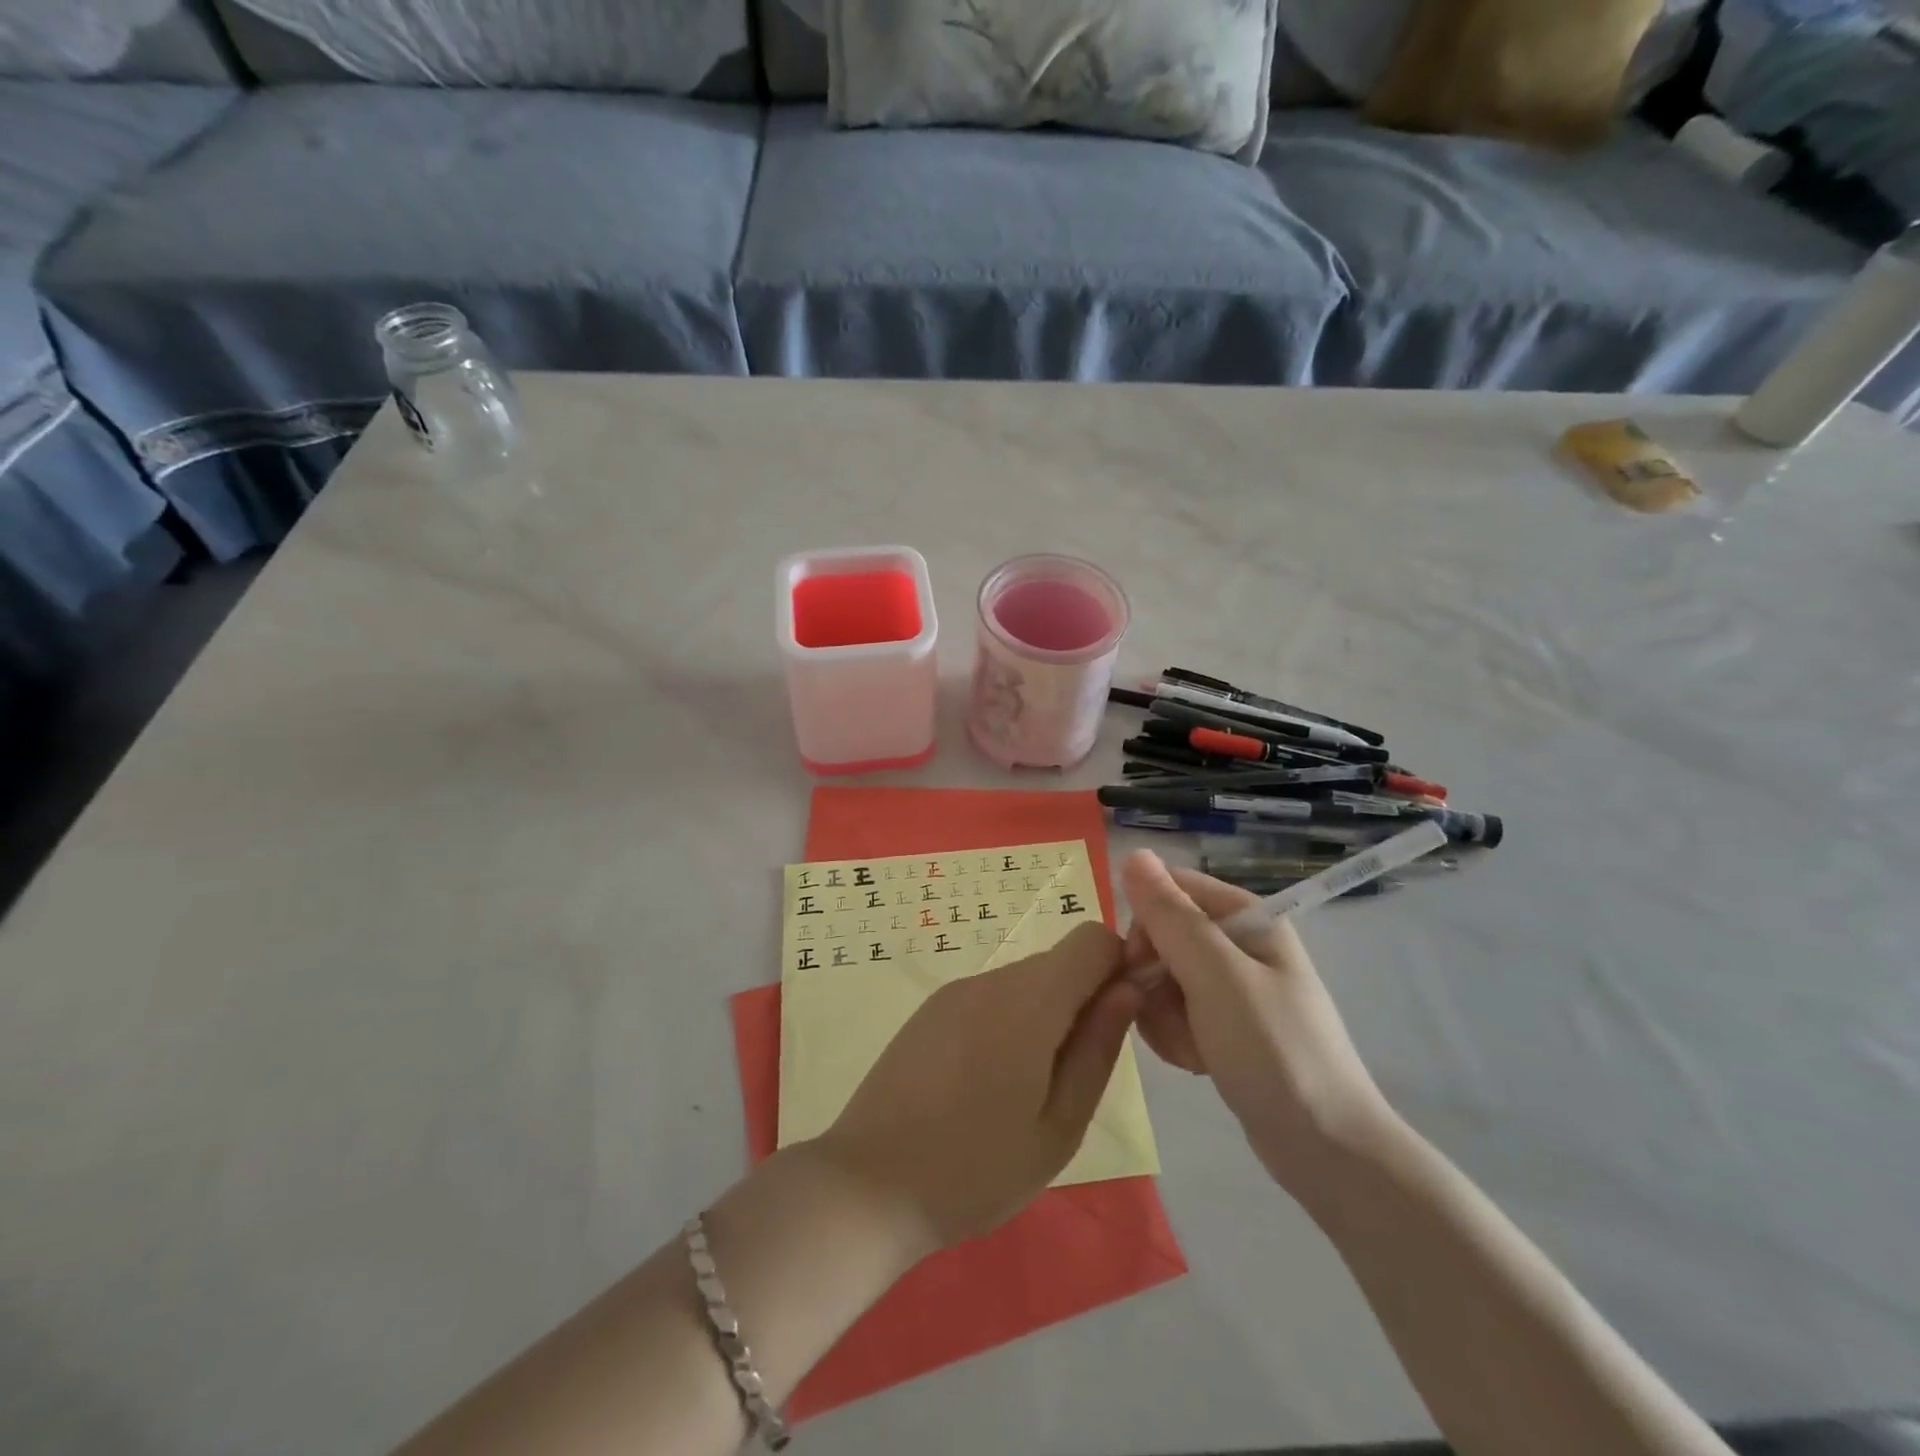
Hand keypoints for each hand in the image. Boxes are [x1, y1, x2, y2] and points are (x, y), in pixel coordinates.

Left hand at [816, 922, 1141, 1249]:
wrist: (868, 1186)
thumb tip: (1127, 988)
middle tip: (1069, 1079)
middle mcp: (990, 979)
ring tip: (1023, 1091)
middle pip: (1058, 963)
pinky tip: (985, 1084)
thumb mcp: (1059, 1126)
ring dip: (1042, 1018)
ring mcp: (954, 992)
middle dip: (1080, 1002)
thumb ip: (1097, 1048)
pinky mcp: (930, 1010)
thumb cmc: (976, 1169)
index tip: (1115, 1023)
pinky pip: (989, 998)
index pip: (1091, 941)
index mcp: (1029, 1002)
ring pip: (1024, 982)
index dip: (1116, 969)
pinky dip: (1007, 1023)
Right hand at [1120, 850, 1395, 1192]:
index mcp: (1246, 918)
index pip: (1170, 890)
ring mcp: (1231, 988)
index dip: (1145, 921)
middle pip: (1161, 936)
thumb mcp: (1216, 978)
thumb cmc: (1274, 1052)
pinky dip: (1175, 1037)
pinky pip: (1175, 1013)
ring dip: (1162, 1015)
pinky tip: (1196, 1062)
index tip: (1138, 964)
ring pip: (1161, 979)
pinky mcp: (1224, 1026)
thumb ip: (1172, 917)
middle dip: (1153, 978)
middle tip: (1170, 1015)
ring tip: (1191, 1048)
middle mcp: (1237, 944)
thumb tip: (1134, 853)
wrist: (1326, 1151)